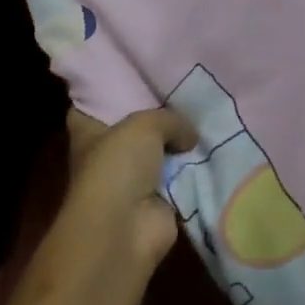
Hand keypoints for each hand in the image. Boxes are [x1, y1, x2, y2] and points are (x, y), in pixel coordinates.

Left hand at [48, 107, 198, 286]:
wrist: (125, 229)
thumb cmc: (118, 166)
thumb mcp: (145, 124)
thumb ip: (170, 119)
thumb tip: (190, 135)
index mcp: (88, 134)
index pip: (89, 107)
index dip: (105, 93)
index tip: (129, 74)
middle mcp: (107, 156)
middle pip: (130, 129)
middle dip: (154, 115)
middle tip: (184, 89)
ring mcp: (131, 182)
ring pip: (158, 154)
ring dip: (178, 144)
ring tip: (207, 114)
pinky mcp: (156, 204)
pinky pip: (179, 179)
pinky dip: (194, 170)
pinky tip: (215, 147)